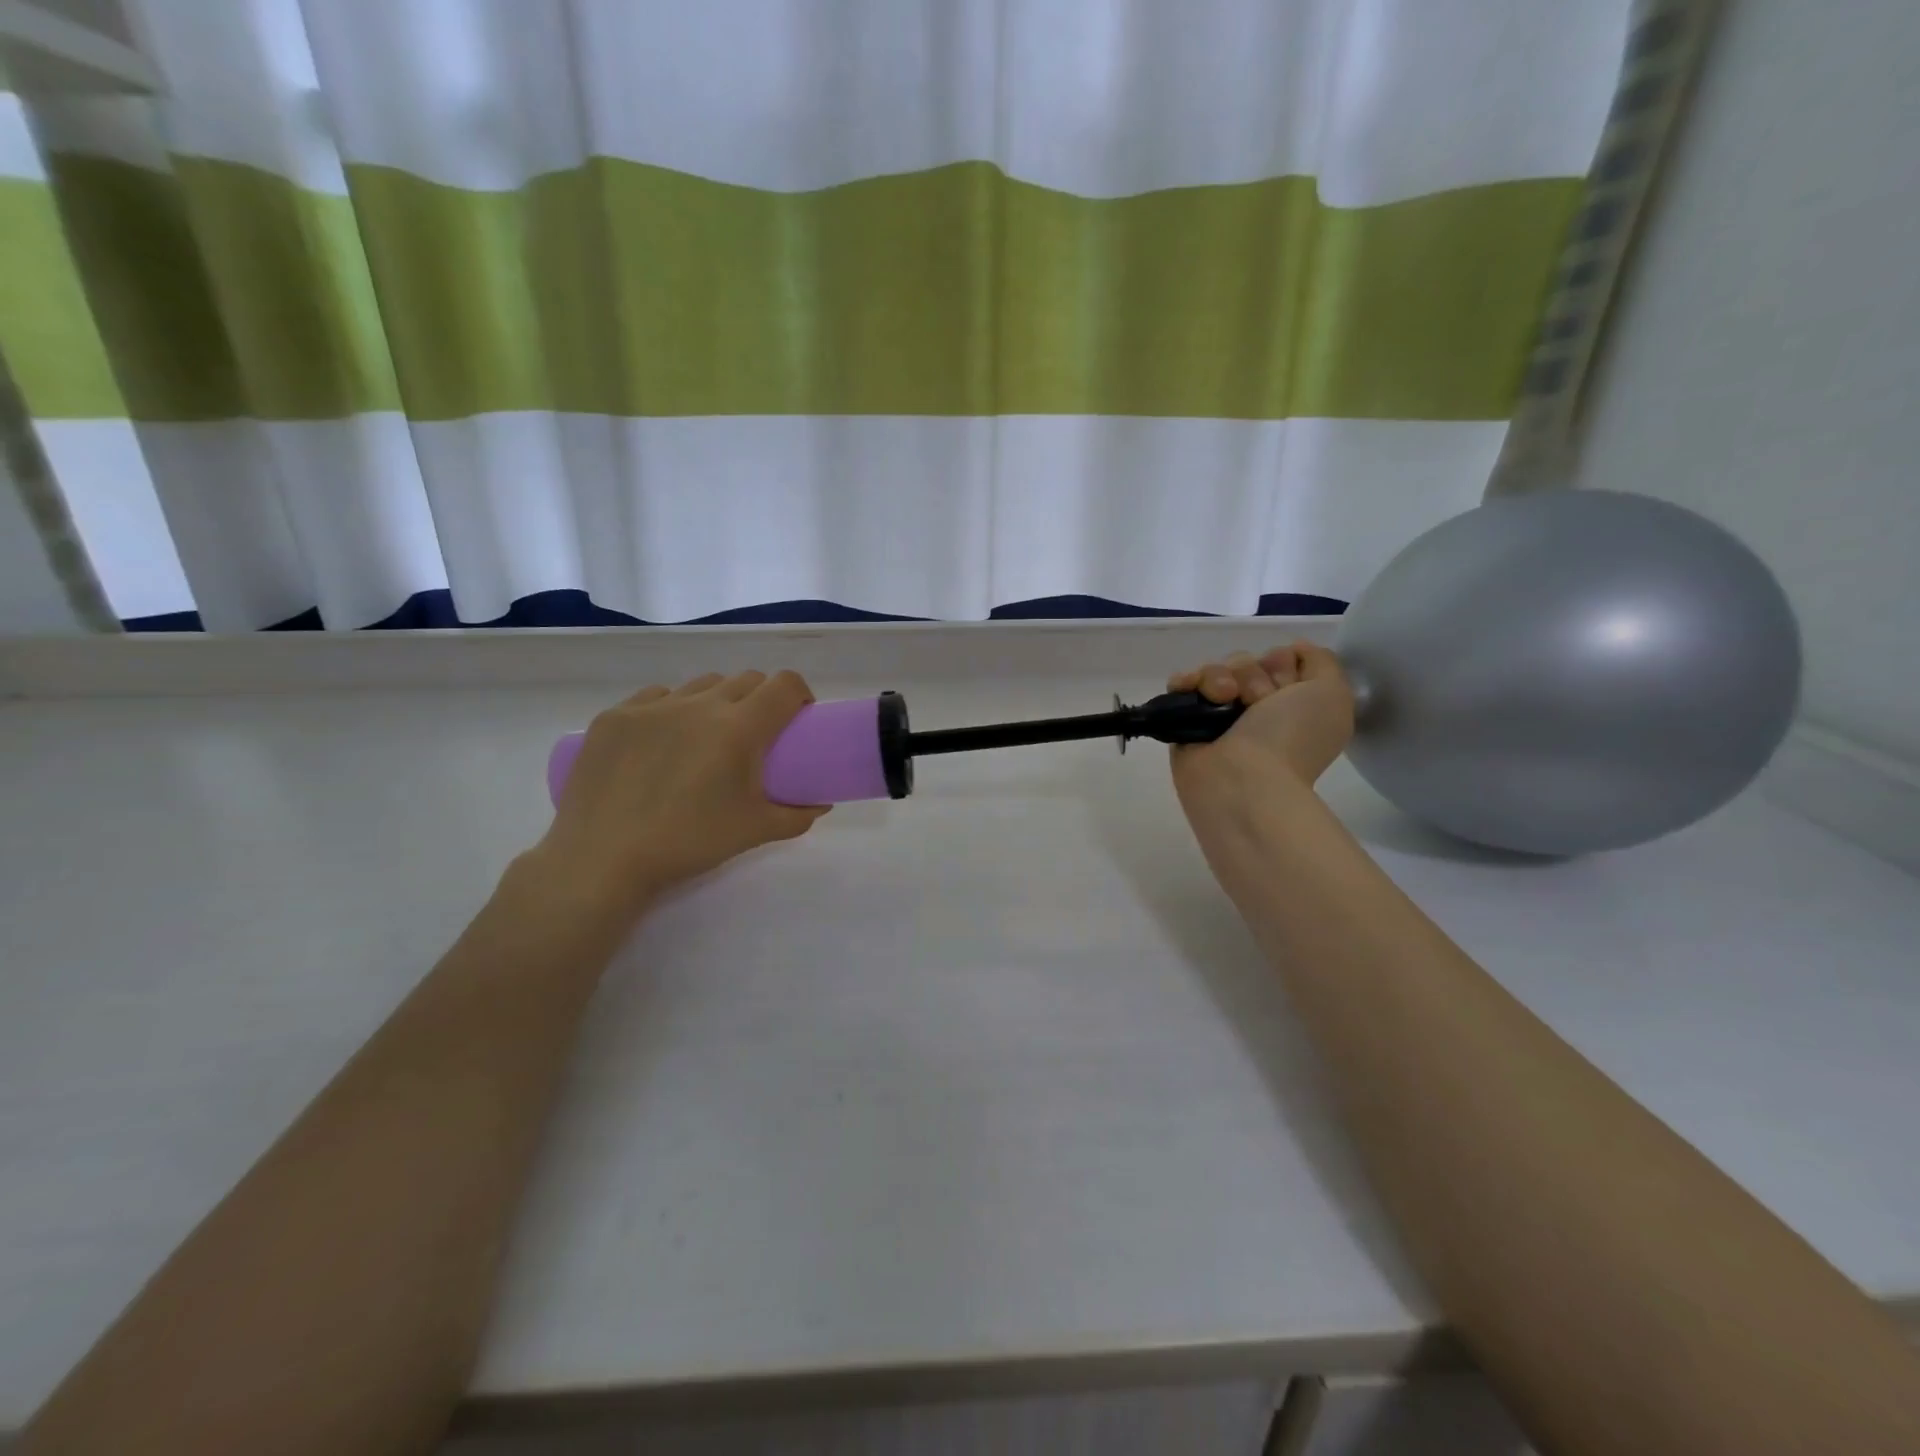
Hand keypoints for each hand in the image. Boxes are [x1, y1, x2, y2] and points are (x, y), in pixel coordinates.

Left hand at [530, 671, 828, 918]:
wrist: (603, 858)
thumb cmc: (688, 842)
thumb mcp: (754, 831)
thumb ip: (796, 816)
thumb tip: (821, 804)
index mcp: (738, 728)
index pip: (784, 685)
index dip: (800, 693)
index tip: (799, 716)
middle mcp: (699, 705)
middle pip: (746, 679)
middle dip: (762, 698)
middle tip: (757, 734)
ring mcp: (652, 706)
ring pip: (701, 685)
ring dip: (718, 700)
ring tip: (708, 736)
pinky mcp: (615, 716)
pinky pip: (657, 696)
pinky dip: (672, 709)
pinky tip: (663, 741)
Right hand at [1167, 641, 1354, 809]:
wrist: (1243, 781)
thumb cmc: (1291, 739)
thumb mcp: (1333, 694)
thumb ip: (1322, 661)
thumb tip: (1291, 649)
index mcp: (1292, 706)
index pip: (1280, 659)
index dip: (1284, 666)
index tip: (1287, 689)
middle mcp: (1256, 709)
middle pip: (1246, 661)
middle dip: (1252, 674)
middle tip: (1258, 703)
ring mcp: (1218, 715)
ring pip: (1216, 669)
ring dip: (1220, 678)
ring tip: (1223, 699)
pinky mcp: (1185, 719)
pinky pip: (1182, 683)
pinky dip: (1186, 681)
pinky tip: (1193, 692)